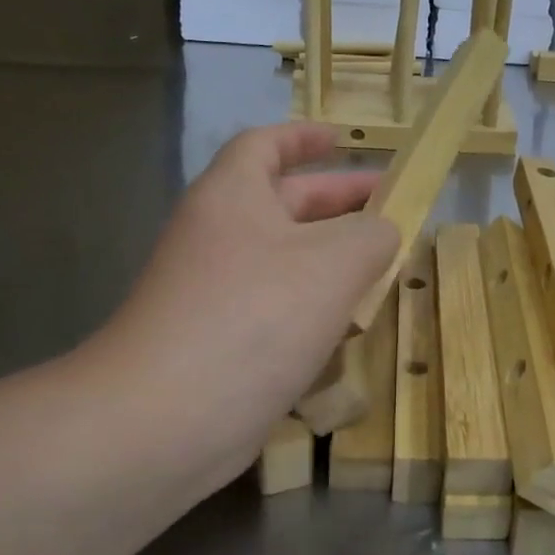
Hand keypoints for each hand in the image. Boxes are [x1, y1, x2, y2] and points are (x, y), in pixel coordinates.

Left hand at [74, 124, 397, 493]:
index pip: (264, 145)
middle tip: (388, 207)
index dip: (303, 137)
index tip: (341, 139)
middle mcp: (217, 236)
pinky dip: (312, 305)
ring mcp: (214, 292)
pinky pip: (274, 306)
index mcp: (232, 196)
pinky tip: (348, 325)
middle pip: (281, 202)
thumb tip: (382, 231)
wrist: (166, 418)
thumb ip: (372, 235)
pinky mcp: (219, 342)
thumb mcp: (334, 264)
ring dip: (330, 258)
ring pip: (282, 259)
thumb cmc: (254, 317)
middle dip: (336, 201)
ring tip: (381, 267)